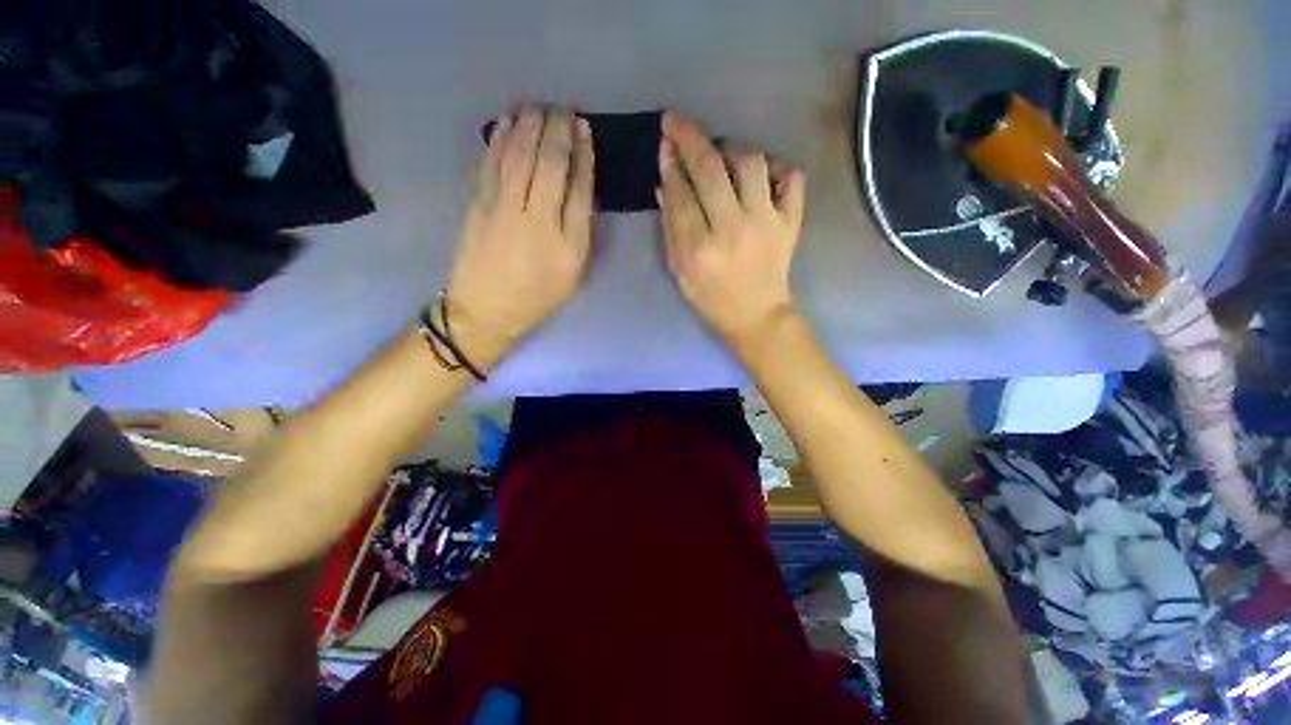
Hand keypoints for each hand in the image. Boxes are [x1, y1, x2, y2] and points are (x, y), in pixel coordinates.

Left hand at [446, 106, 594, 364]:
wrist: (487, 310)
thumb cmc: (538, 296)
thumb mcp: (574, 275)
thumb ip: (581, 233)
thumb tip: (581, 190)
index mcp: (568, 244)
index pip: (580, 189)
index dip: (583, 155)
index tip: (585, 131)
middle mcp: (538, 222)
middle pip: (550, 164)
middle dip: (558, 131)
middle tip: (564, 110)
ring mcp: (504, 210)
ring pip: (518, 156)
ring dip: (529, 125)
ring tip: (538, 107)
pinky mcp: (478, 205)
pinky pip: (491, 163)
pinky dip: (499, 138)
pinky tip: (507, 122)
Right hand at [656, 111, 805, 346]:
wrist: (756, 316)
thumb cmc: (711, 298)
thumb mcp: (680, 271)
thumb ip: (670, 228)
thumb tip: (664, 183)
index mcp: (700, 249)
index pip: (681, 193)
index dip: (670, 163)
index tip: (664, 143)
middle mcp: (733, 229)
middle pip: (710, 169)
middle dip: (689, 137)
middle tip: (676, 122)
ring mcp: (767, 223)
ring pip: (751, 163)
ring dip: (730, 150)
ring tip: (721, 157)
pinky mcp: (791, 222)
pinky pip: (791, 177)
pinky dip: (776, 168)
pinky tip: (761, 176)